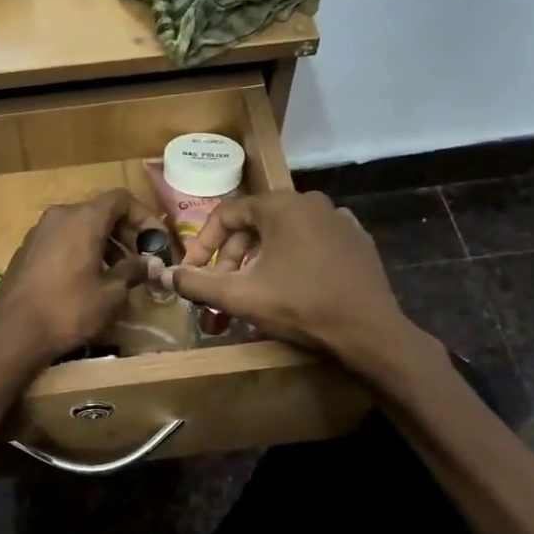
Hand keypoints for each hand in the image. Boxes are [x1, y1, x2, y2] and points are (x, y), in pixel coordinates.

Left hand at [0, 189, 161, 369]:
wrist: (13, 333)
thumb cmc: (68, 309)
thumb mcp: (111, 294)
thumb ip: (133, 271)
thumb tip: (149, 263)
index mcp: (83, 218)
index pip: (121, 199)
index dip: (143, 217)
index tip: (155, 242)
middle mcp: (59, 216)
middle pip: (100, 211)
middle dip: (125, 233)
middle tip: (141, 260)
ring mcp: (39, 232)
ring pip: (80, 227)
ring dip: (104, 244)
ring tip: (118, 274)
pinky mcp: (27, 250)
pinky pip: (63, 240)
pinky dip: (82, 251)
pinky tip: (89, 280)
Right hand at [165, 192, 435, 368]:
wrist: (368, 332)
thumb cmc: (300, 306)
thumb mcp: (240, 296)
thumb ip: (197, 283)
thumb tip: (165, 274)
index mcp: (281, 205)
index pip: (226, 214)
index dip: (203, 244)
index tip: (192, 273)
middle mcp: (311, 201)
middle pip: (255, 225)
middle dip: (231, 259)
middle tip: (221, 291)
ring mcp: (339, 220)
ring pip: (282, 235)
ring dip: (258, 262)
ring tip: (250, 293)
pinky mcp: (357, 241)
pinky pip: (310, 243)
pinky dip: (291, 260)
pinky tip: (287, 287)